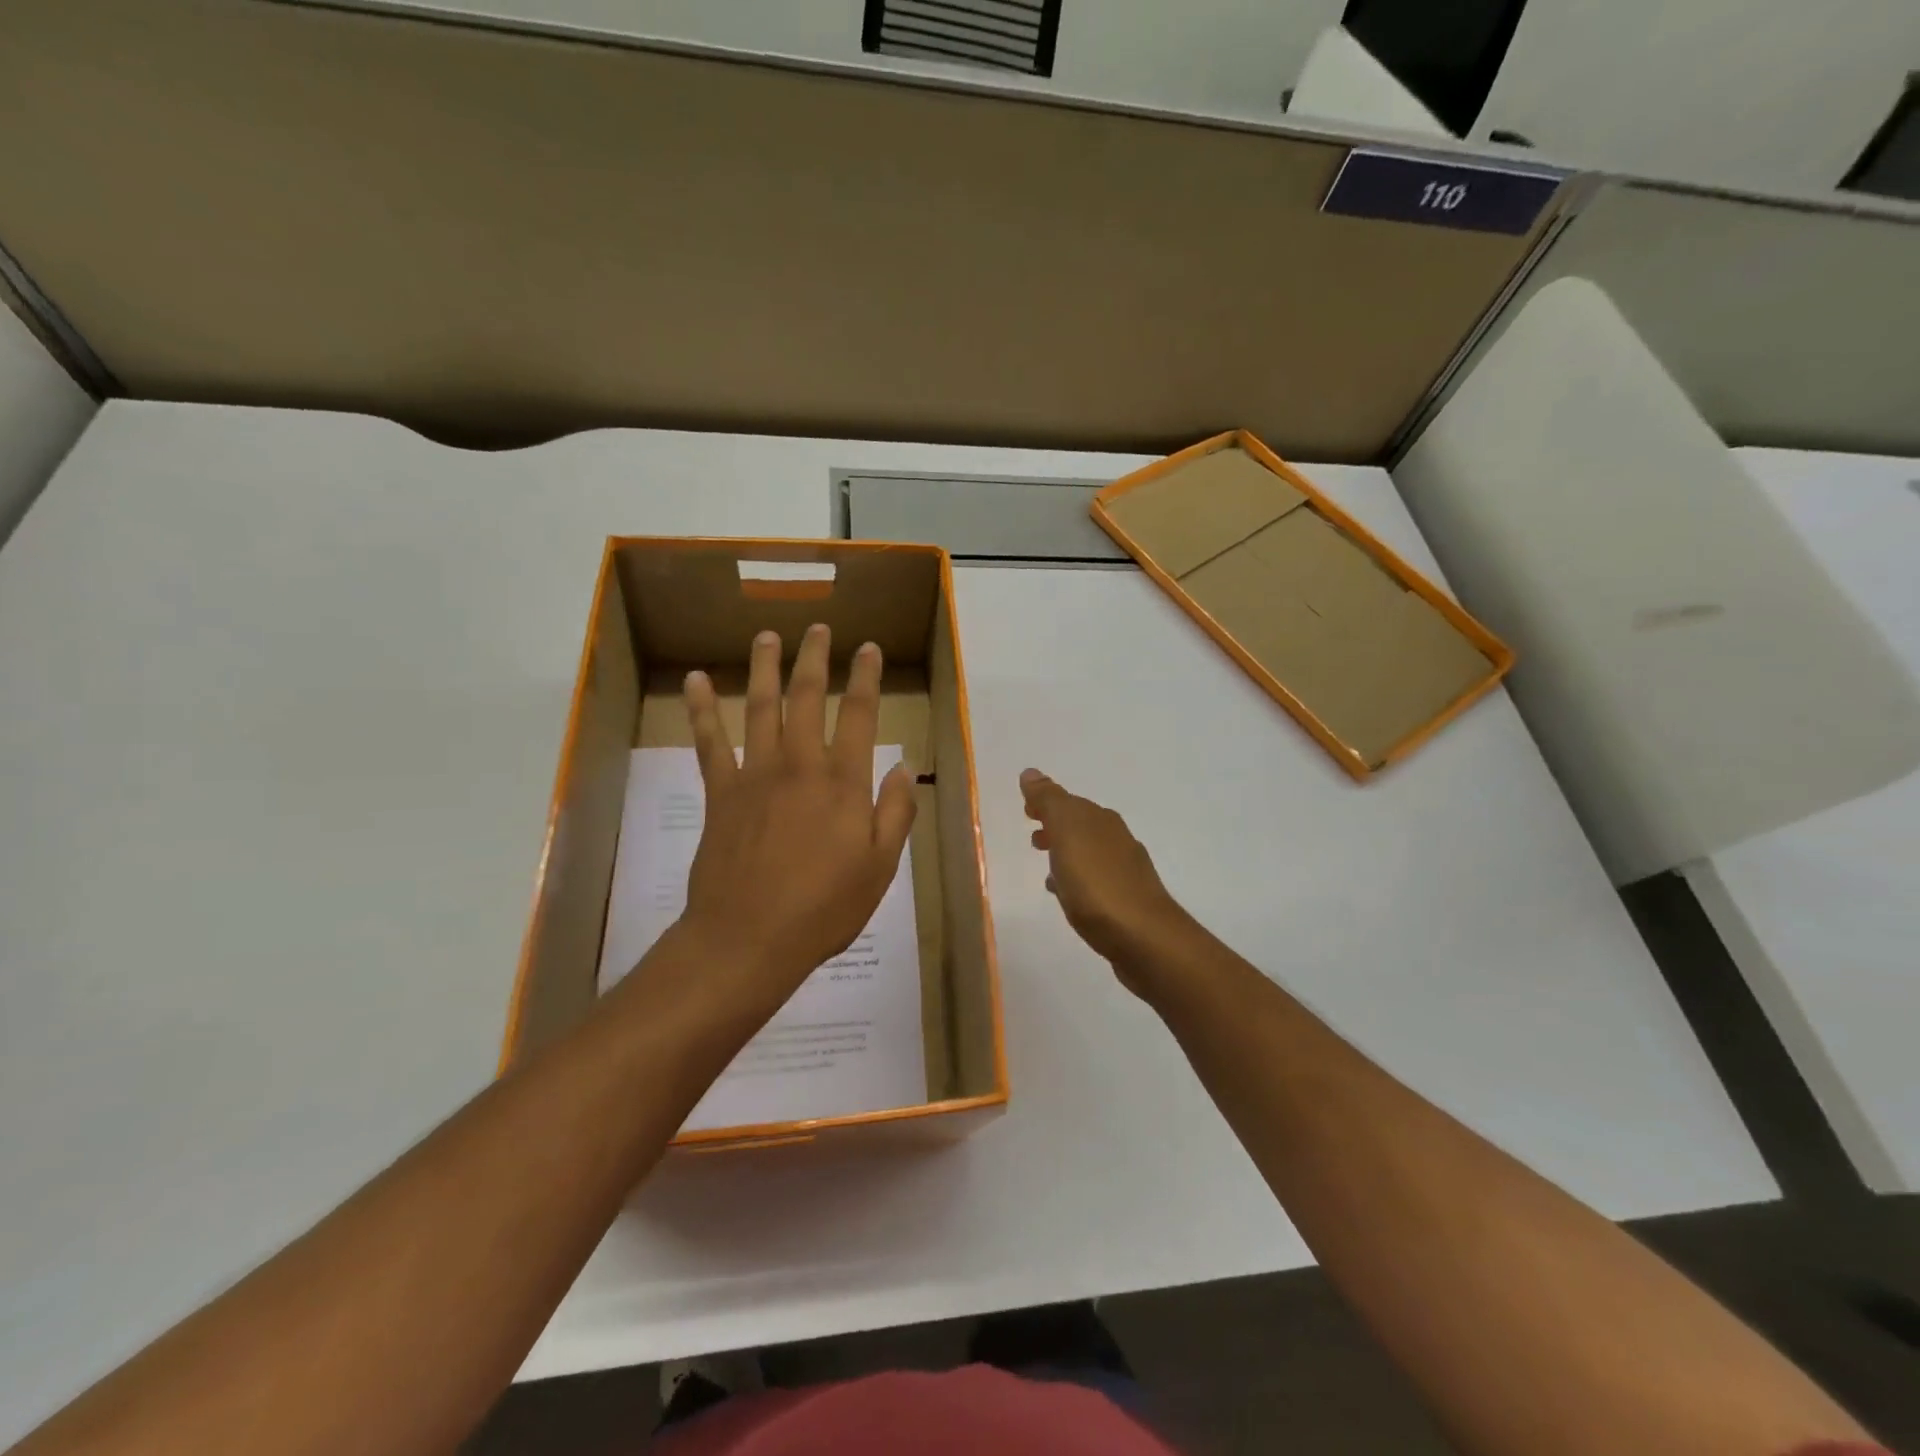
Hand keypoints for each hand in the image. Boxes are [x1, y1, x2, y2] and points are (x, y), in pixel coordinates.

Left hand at [673, 624, 916, 1026]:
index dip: (865, 678)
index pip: (858, 715)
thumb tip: (904, 767)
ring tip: (767, 636)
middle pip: (806, 697)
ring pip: (760, 707)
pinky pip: (709, 742)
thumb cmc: (824, 908)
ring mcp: (755, 775)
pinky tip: (695, 681)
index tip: (868, 649)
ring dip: (764, 668)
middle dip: (814, 658)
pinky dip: (700, 709)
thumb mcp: (880, 867)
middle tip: (818, 629)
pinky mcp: (720, 793)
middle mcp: (799, 765)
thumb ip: (895, 813)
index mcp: (842, 783)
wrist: (749, 938)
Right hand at [1020, 768, 1191, 994]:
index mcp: (1101, 820)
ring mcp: (1124, 871)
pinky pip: (1094, 881)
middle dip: (1056, 826)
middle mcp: (1116, 839)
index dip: (1046, 802)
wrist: (1143, 938)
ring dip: (1066, 854)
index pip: (1069, 802)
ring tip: (1045, 866)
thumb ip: (1049, 802)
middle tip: (1033, 836)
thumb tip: (1031, 772)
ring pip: (1087, 853)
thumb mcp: (1067, 834)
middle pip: (1080, 825)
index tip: (1026, 809)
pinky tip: (1066, 894)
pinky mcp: (1125, 901)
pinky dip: (1076, 880)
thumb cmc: (1097, 883)